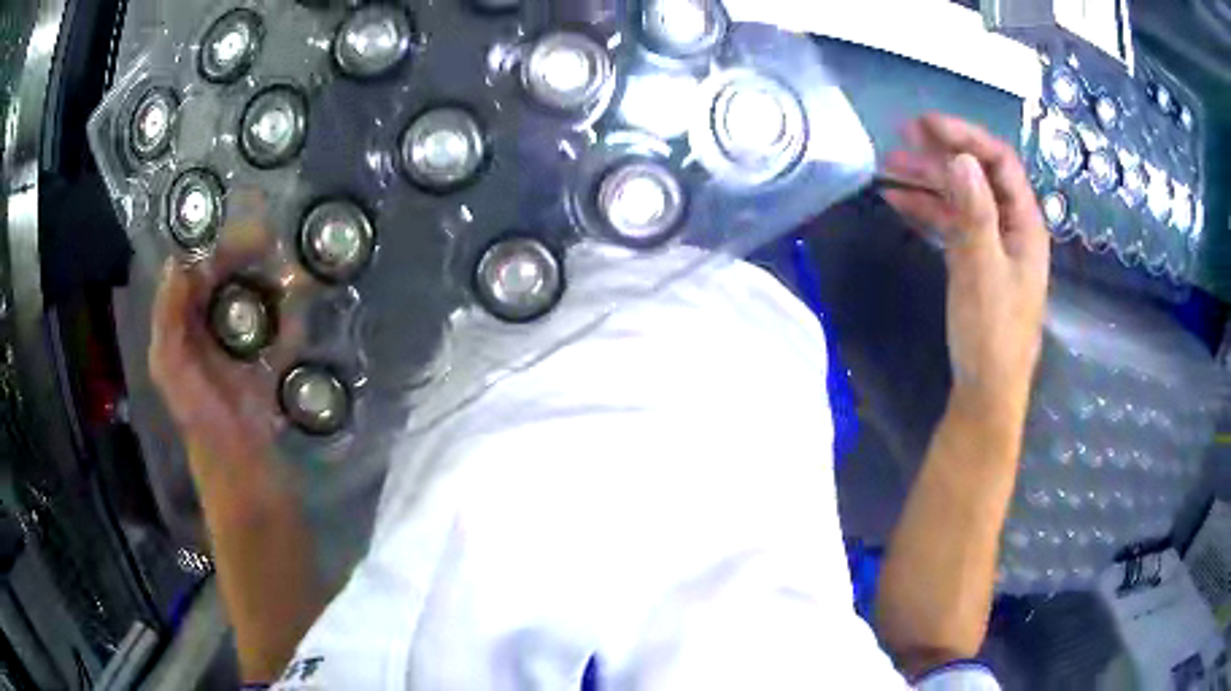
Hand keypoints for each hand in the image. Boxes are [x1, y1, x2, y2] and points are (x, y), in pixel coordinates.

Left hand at [149, 259, 284, 469]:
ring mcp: (238, 351)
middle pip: (226, 282)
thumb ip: (168, 318)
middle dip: (247, 258)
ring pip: (254, 303)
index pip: (195, 274)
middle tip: (274, 242)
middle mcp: (207, 333)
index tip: (246, 233)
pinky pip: (279, 336)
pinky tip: (302, 313)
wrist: (242, 473)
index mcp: (182, 329)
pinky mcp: (265, 369)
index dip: (216, 249)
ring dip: (272, 284)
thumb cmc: (202, 421)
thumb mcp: (170, 368)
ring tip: (292, 271)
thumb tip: (177, 263)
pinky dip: (291, 323)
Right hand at [882, 113, 1049, 417]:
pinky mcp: (974, 263)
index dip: (965, 137)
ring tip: (888, 168)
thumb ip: (974, 213)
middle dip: (941, 154)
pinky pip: (951, 223)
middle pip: (978, 175)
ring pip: (961, 197)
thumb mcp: (982, 271)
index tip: (926, 126)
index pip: (999, 162)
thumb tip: (959, 158)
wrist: (986, 391)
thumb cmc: (991, 334)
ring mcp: (992, 245)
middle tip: (900, 139)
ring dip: (928, 180)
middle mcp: (1011, 228)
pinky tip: (898, 202)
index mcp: (1025, 225)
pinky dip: (927, 210)